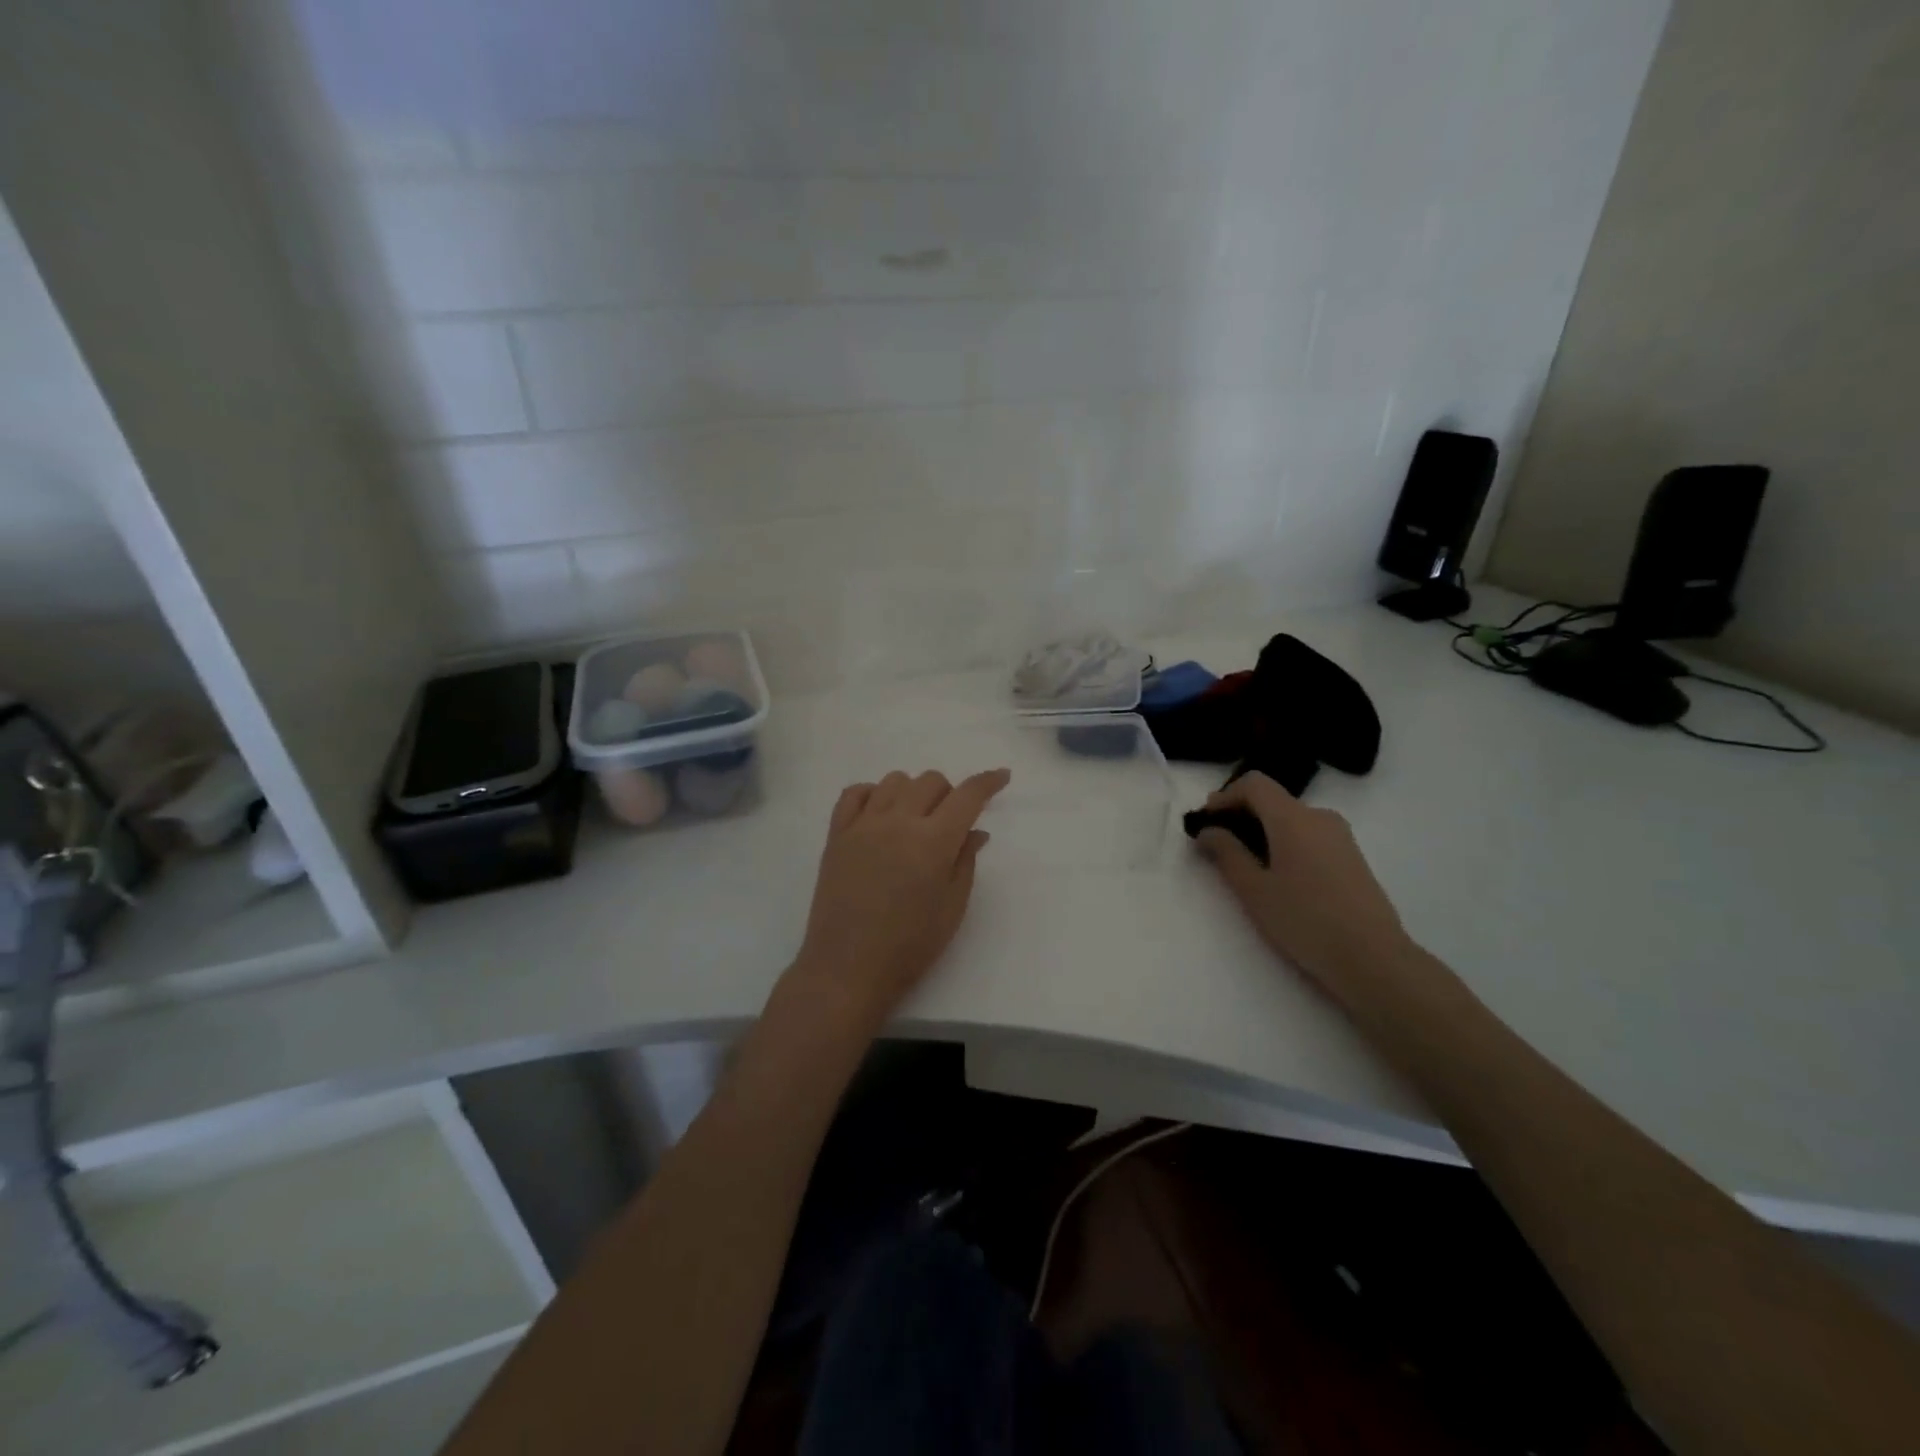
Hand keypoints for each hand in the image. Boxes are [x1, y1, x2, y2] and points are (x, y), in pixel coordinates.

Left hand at [790, 768, 1010, 1026]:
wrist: (847, 969)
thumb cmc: (910, 947)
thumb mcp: (952, 908)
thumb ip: (965, 861)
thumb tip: (976, 830)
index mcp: (933, 841)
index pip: (967, 795)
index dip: (988, 782)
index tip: (1001, 776)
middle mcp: (898, 821)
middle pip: (930, 781)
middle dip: (950, 793)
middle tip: (951, 822)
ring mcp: (863, 825)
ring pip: (894, 780)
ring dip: (913, 792)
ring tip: (915, 820)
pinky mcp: (837, 835)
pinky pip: (854, 793)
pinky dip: (872, 794)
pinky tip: (880, 814)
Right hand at [1193, 772, 1416, 1002]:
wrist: (1373, 959)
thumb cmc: (1305, 920)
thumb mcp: (1254, 890)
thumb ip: (1226, 853)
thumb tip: (1209, 830)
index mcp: (1293, 818)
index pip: (1254, 784)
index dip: (1225, 796)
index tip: (1206, 820)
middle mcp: (1320, 817)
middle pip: (1273, 800)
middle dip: (1241, 815)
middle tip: (1218, 846)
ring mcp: (1340, 836)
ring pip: (1291, 819)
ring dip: (1263, 831)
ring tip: (1246, 866)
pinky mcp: (1351, 857)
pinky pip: (1309, 835)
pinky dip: (1285, 843)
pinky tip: (1279, 877)